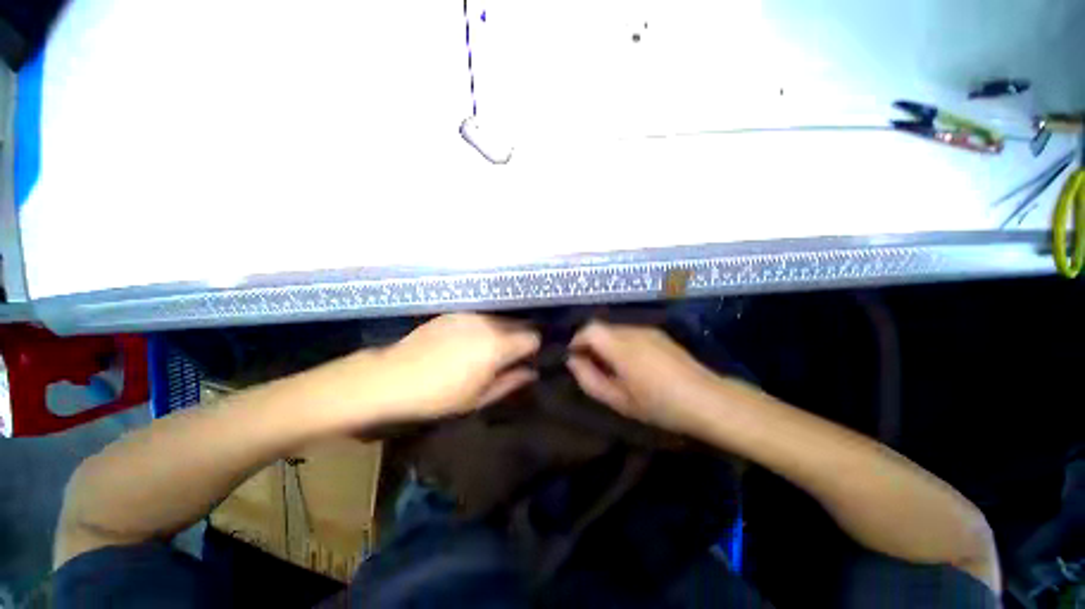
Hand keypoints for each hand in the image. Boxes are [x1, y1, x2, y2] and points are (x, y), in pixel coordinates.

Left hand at [361, 314, 540, 422]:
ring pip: (500, 319)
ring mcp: (470, 315)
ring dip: (503, 331)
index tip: (529, 360)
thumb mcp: (479, 398)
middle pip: (519, 323)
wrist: (393, 377)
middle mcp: (489, 323)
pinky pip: (481, 317)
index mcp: (498, 345)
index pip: (533, 337)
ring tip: (489, 349)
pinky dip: (484, 327)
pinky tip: (469, 341)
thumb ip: (511, 382)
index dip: (535, 349)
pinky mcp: (454, 313)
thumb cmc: (439, 395)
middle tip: (511, 356)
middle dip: (521, 337)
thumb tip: (532, 372)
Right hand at [566, 321, 723, 434]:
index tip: (575, 359)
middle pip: (602, 328)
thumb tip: (573, 361)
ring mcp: (648, 330)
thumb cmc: (659, 405)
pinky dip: (622, 344)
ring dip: (607, 344)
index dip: (577, 341)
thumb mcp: (618, 399)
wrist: (707, 399)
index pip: (589, 329)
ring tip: (613, 368)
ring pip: (616, 330)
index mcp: (621, 346)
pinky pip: (631, 333)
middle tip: (592, 367)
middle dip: (591, 344)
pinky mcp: (659, 334)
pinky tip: (633, 364)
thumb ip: (589, 379)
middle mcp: (633, 331)